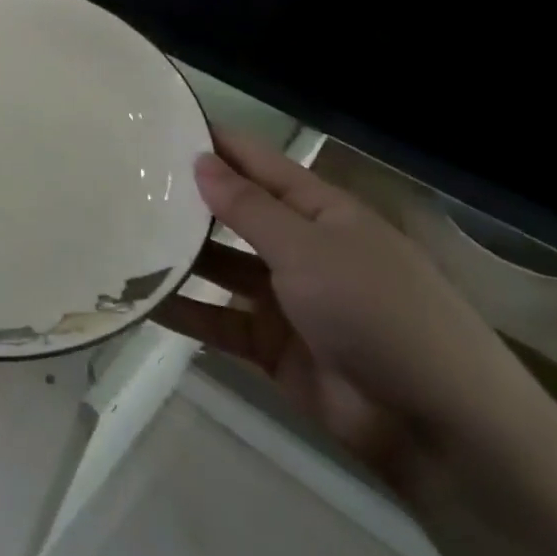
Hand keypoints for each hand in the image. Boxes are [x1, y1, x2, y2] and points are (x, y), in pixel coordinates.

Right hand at [152, 133, 532, 488]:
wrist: (438, 429)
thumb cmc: (379, 314)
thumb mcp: (309, 250)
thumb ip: (248, 207)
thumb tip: (200, 160)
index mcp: (323, 214)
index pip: (259, 165)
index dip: (215, 144)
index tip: (160, 125)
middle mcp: (302, 249)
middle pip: (234, 215)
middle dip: (186, 201)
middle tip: (120, 181)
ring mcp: (286, 299)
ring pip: (219, 268)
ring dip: (178, 257)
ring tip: (118, 236)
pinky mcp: (272, 345)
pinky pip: (217, 320)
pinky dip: (183, 312)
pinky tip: (139, 300)